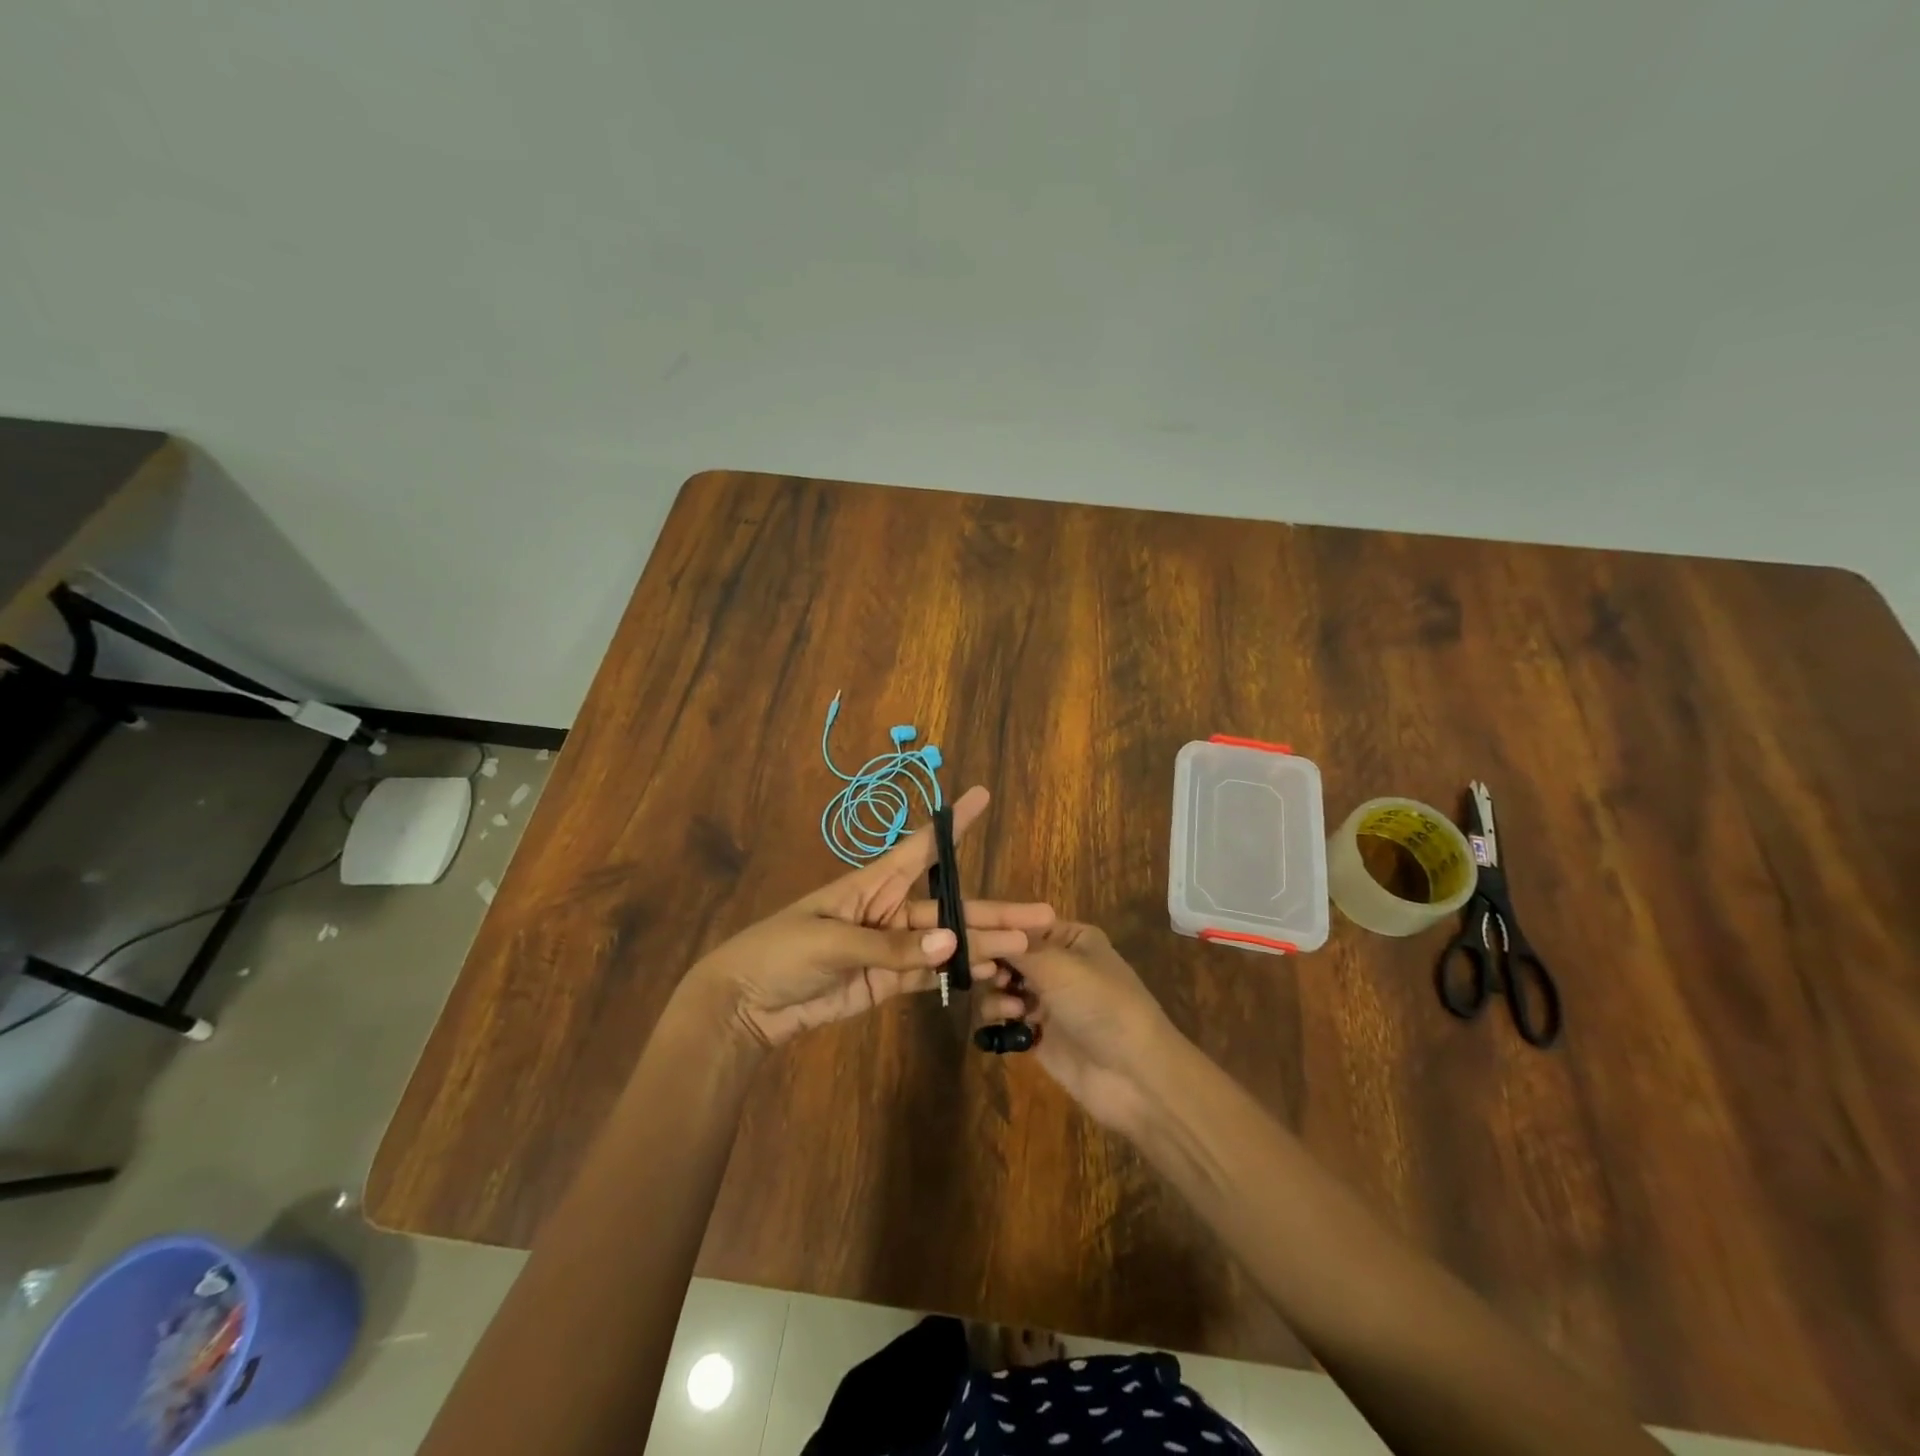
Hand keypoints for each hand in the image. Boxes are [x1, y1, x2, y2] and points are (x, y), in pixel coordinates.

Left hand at [687, 786, 1054, 1048]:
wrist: (746, 1005)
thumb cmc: (781, 954)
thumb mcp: (831, 941)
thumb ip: (891, 948)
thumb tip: (952, 942)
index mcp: (871, 885)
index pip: (920, 847)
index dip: (951, 824)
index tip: (980, 796)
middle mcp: (889, 910)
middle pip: (950, 906)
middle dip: (993, 909)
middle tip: (1042, 915)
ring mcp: (891, 948)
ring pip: (947, 941)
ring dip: (984, 943)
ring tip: (1027, 948)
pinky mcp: (886, 982)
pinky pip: (929, 973)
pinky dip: (958, 971)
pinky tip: (990, 971)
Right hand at [972, 921, 1179, 1127]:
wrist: (1135, 1076)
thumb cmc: (1101, 1005)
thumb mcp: (1059, 966)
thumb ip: (1017, 948)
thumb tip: (983, 930)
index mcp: (1072, 939)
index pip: (1023, 925)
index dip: (996, 931)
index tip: (969, 938)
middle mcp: (1059, 965)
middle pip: (1010, 956)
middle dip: (994, 964)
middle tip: (986, 976)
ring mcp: (1049, 1001)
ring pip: (1003, 987)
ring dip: (997, 994)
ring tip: (1010, 1009)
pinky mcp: (1039, 1035)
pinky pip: (1006, 1018)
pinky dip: (1000, 1018)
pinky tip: (1007, 1024)